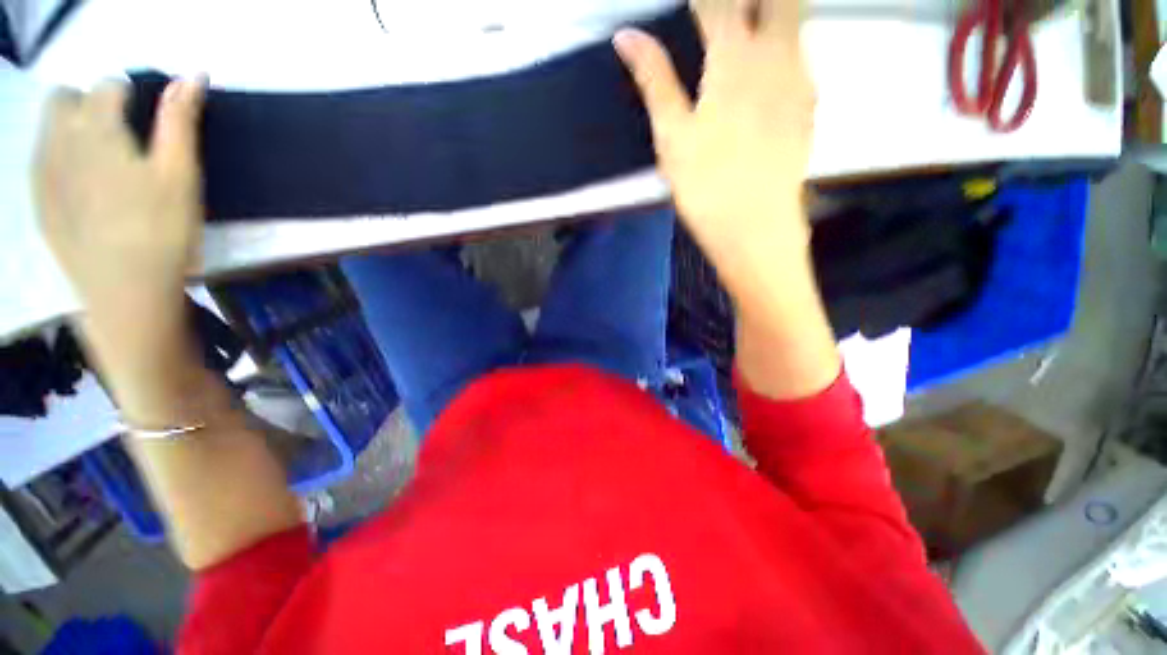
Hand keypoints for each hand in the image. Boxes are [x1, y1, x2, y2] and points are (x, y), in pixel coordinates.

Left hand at [34, 78, 205, 370]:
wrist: (124, 293)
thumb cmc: (162, 231)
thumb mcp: (181, 174)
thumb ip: (181, 121)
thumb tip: (193, 74)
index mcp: (97, 127)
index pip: (109, 85)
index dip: (132, 96)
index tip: (149, 123)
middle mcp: (60, 138)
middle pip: (66, 97)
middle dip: (90, 105)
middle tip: (120, 139)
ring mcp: (43, 171)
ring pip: (49, 127)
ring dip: (73, 130)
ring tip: (103, 163)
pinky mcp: (39, 202)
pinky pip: (41, 161)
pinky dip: (60, 159)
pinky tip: (83, 186)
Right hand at [614, 0, 814, 298]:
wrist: (754, 229)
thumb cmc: (706, 185)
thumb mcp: (671, 135)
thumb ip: (654, 80)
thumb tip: (627, 37)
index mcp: (735, 58)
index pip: (719, 1)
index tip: (688, 7)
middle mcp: (777, 55)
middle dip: (747, 1)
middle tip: (723, 18)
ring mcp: (800, 80)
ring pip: (796, 21)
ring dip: (770, 16)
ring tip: (742, 38)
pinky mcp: (809, 107)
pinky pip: (802, 57)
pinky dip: (784, 48)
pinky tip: (765, 73)